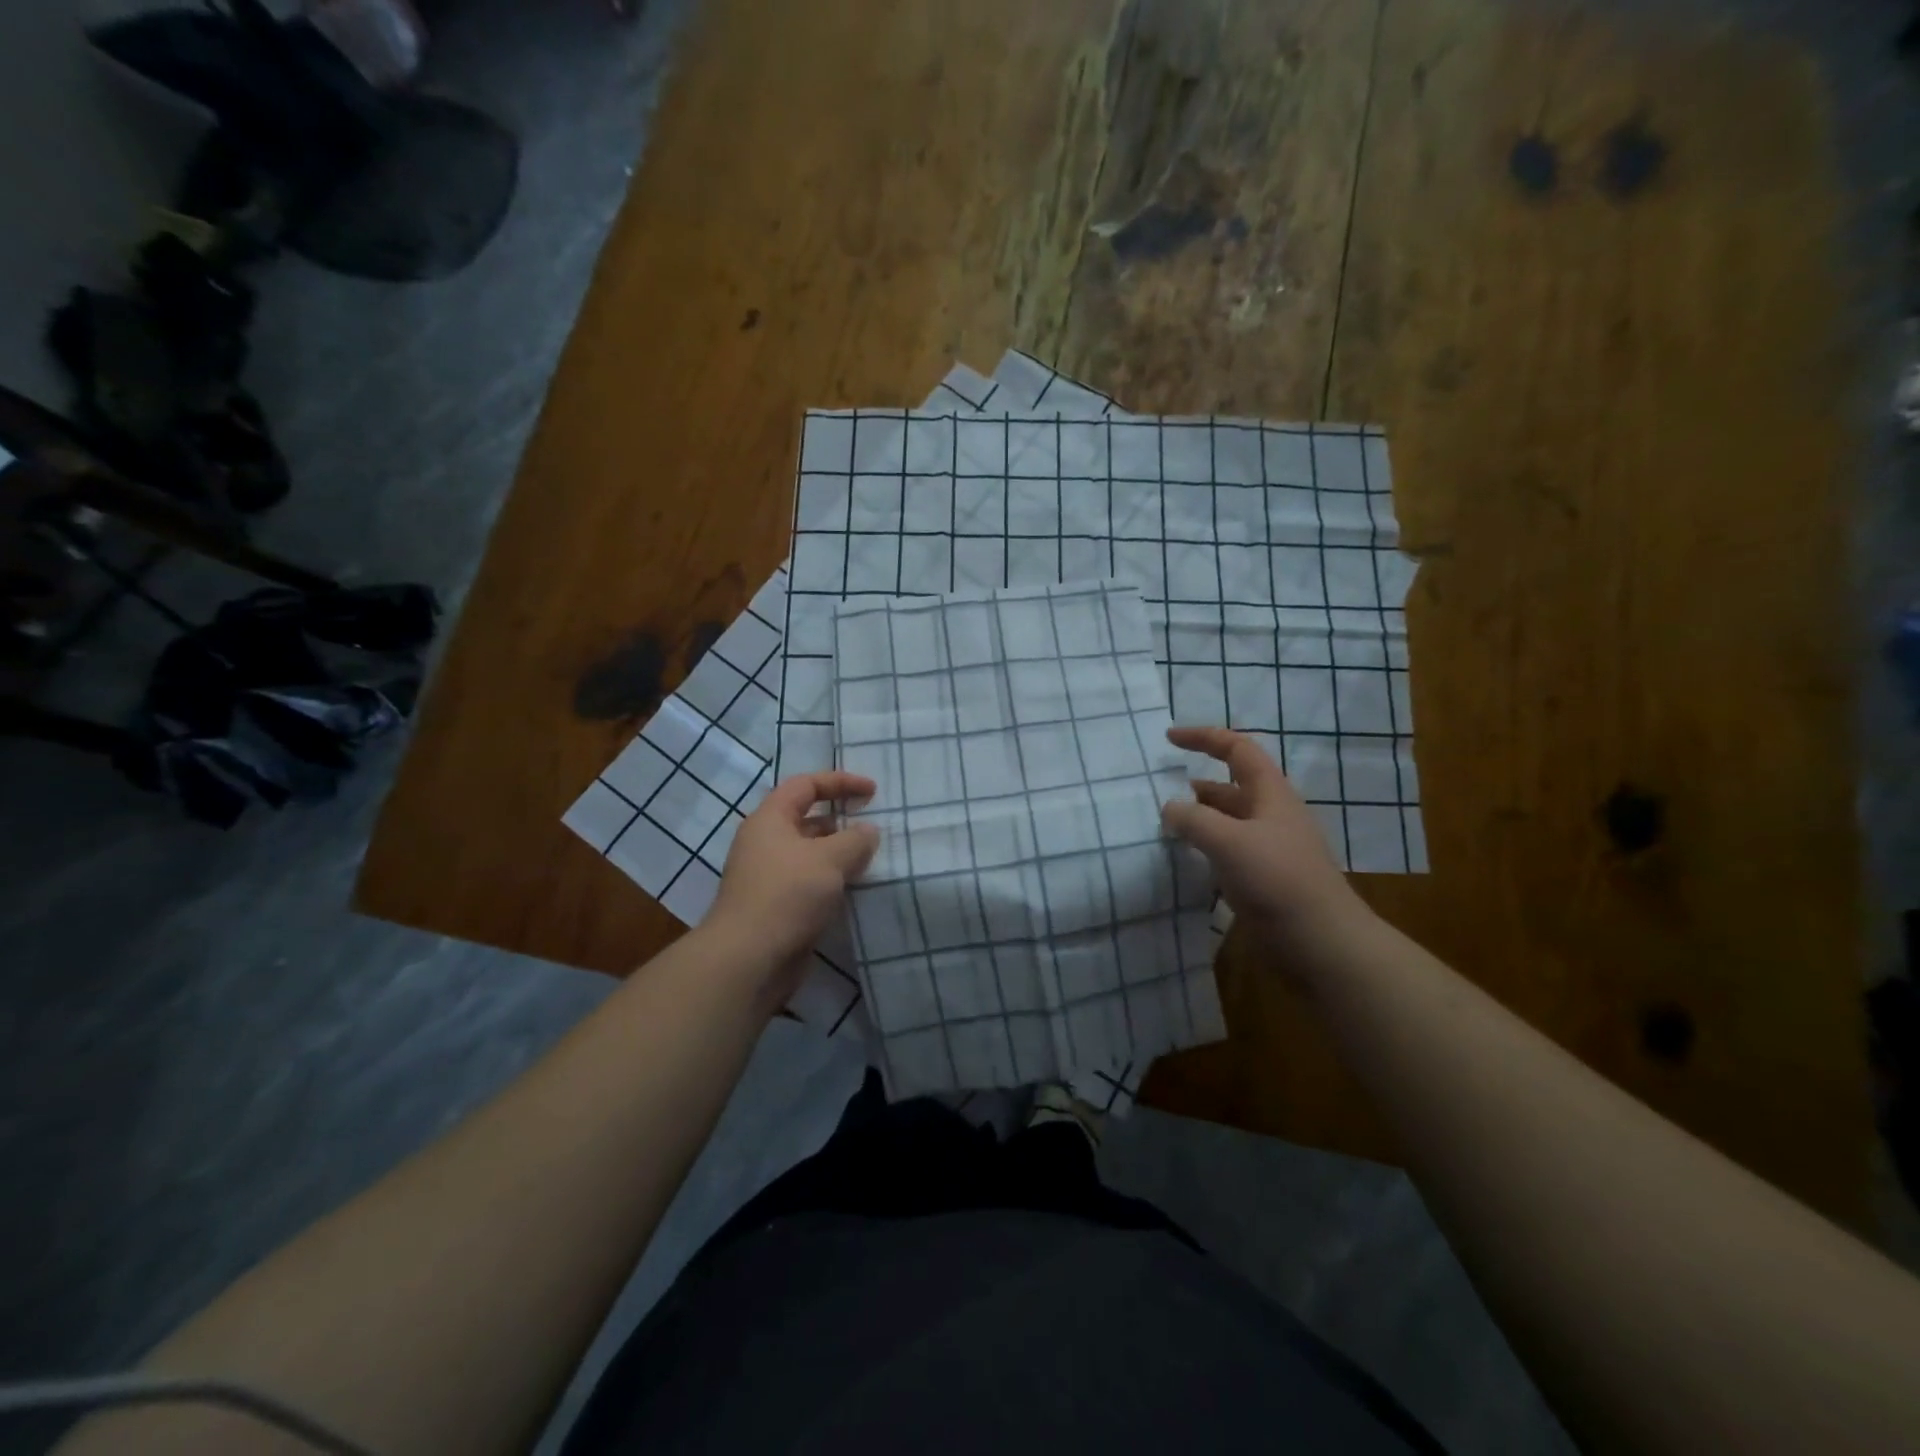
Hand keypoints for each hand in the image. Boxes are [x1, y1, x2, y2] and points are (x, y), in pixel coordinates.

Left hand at [708, 771, 879, 998]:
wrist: (748, 959)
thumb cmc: (787, 895)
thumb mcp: (829, 860)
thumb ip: (855, 840)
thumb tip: (868, 831)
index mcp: (770, 819)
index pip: (805, 785)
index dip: (840, 782)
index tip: (873, 792)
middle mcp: (765, 842)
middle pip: (807, 819)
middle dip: (841, 820)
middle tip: (873, 829)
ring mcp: (769, 876)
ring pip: (810, 854)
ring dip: (839, 854)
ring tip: (870, 860)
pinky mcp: (776, 905)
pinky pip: (809, 882)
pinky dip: (831, 880)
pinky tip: (853, 890)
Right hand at [1160, 726, 1369, 956]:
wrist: (1322, 942)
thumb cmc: (1278, 880)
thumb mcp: (1229, 842)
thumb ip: (1193, 820)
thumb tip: (1169, 809)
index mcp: (1270, 794)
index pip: (1237, 749)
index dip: (1204, 737)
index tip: (1169, 738)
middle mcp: (1271, 815)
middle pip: (1231, 786)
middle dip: (1197, 783)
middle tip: (1161, 790)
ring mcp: (1269, 848)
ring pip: (1228, 821)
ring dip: (1199, 818)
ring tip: (1167, 825)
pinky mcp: (1264, 879)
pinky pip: (1229, 851)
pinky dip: (1205, 847)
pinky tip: (1187, 860)